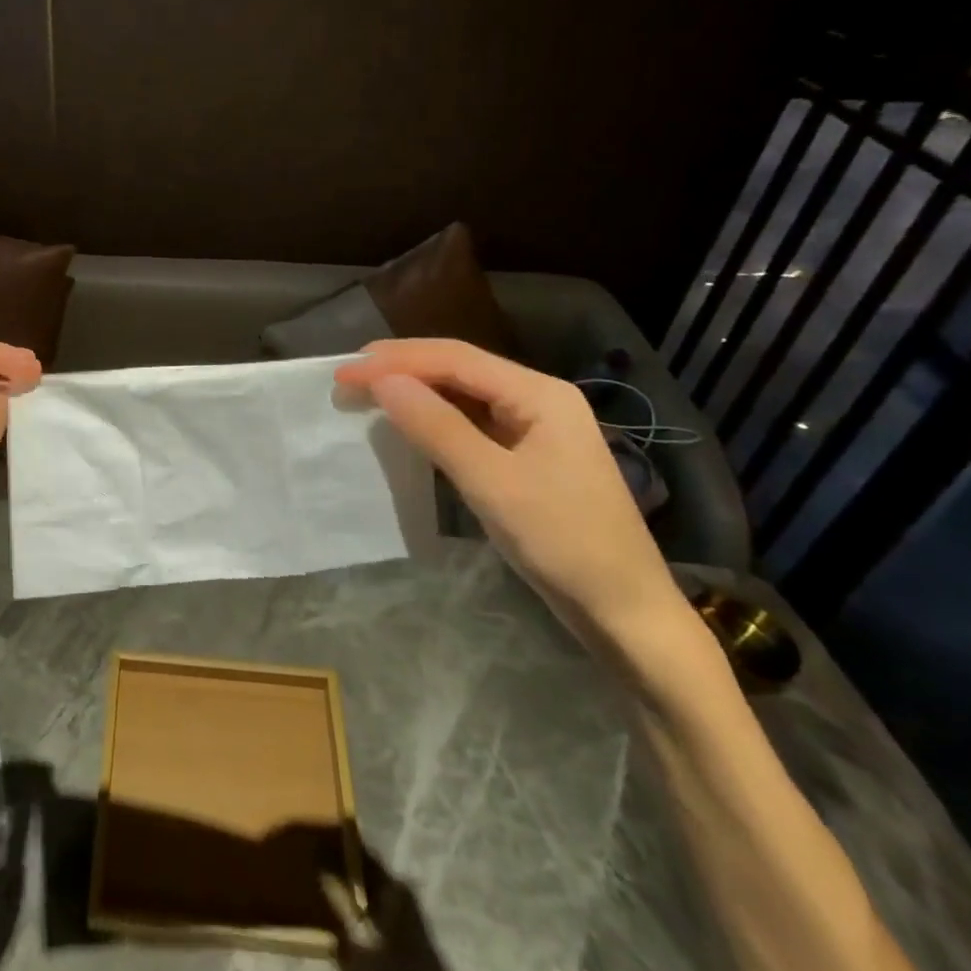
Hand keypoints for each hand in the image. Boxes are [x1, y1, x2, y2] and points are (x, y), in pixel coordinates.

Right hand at [336, 339, 680, 641]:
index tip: (344, 373)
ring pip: (463, 393)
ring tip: (368, 393)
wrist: (625, 612)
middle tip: (348, 378)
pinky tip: (409, 422)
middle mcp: (539, 398)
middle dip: (402, 368)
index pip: (454, 359)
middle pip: (459, 368)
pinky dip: (434, 417)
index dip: (395, 360)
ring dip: (415, 390)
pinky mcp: (528, 455)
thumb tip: (381, 381)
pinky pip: (471, 421)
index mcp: (539, 393)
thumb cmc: (563, 541)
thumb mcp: (491, 482)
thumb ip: (435, 426)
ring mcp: (535, 427)